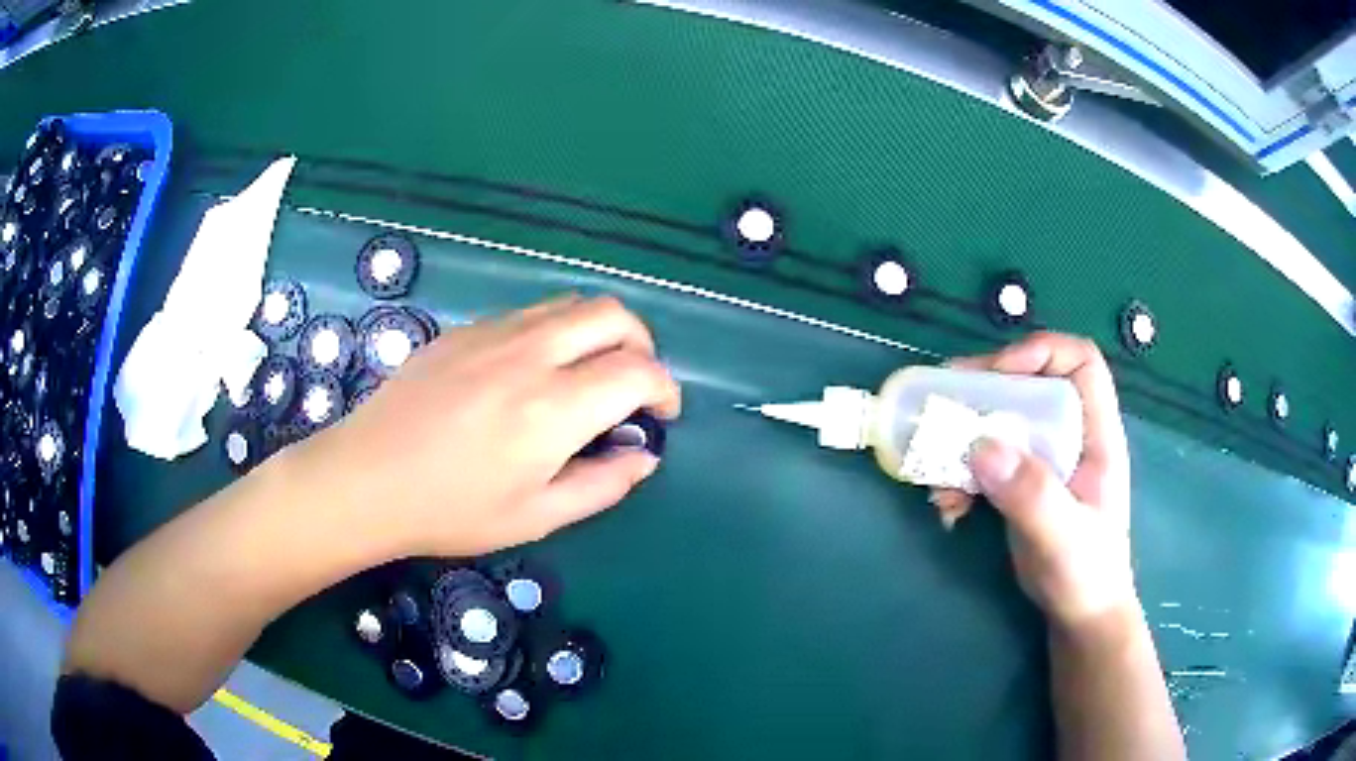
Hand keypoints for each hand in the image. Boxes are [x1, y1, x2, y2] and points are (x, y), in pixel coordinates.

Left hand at [296, 295, 681, 559]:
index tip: (661, 415)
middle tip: (633, 384)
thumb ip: (602, 484)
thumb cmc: (451, 510)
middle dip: (641, 343)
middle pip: (612, 314)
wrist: (366, 478)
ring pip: (570, 304)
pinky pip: (528, 314)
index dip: (665, 389)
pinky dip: (554, 332)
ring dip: (598, 332)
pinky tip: (531, 373)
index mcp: (554, 408)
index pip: (637, 371)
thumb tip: (644, 457)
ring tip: (587, 374)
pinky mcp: (464, 329)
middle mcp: (530, 354)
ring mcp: (493, 333)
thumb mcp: (536, 517)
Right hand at [934, 333, 1136, 631]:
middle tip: (944, 405)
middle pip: (1031, 385)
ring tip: (938, 474)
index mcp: (1096, 435)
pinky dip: (961, 476)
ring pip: (1002, 422)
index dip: (1041, 353)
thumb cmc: (1086, 574)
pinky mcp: (1022, 484)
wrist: (1079, 615)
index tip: (997, 376)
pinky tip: (948, 507)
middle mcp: (1070, 437)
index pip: (1080, 363)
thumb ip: (1031, 493)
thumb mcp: (1063, 536)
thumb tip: (980, 443)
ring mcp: (1045, 461)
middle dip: (986, 392)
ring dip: (964, 441)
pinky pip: (986, 460)